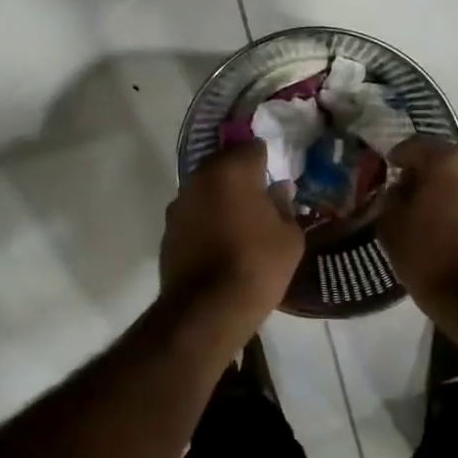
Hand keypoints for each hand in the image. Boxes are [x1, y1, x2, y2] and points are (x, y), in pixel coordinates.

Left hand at [161, 142, 304, 324]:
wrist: (206, 310)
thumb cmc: (257, 266)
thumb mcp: (289, 238)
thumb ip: (284, 206)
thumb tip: (279, 190)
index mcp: (232, 171)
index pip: (252, 147)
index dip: (267, 159)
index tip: (277, 175)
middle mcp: (200, 178)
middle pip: (224, 163)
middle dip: (241, 175)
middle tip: (261, 197)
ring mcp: (179, 203)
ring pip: (206, 188)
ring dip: (221, 197)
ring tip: (241, 221)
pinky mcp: (168, 229)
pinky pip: (193, 213)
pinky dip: (206, 219)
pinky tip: (220, 241)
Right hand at [381, 138, 457, 310]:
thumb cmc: (429, 258)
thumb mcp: (391, 226)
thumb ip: (392, 197)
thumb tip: (402, 188)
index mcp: (447, 161)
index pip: (414, 145)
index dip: (397, 157)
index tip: (388, 171)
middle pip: (446, 159)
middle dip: (427, 173)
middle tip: (409, 194)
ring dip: (451, 188)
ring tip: (435, 213)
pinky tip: (456, 227)